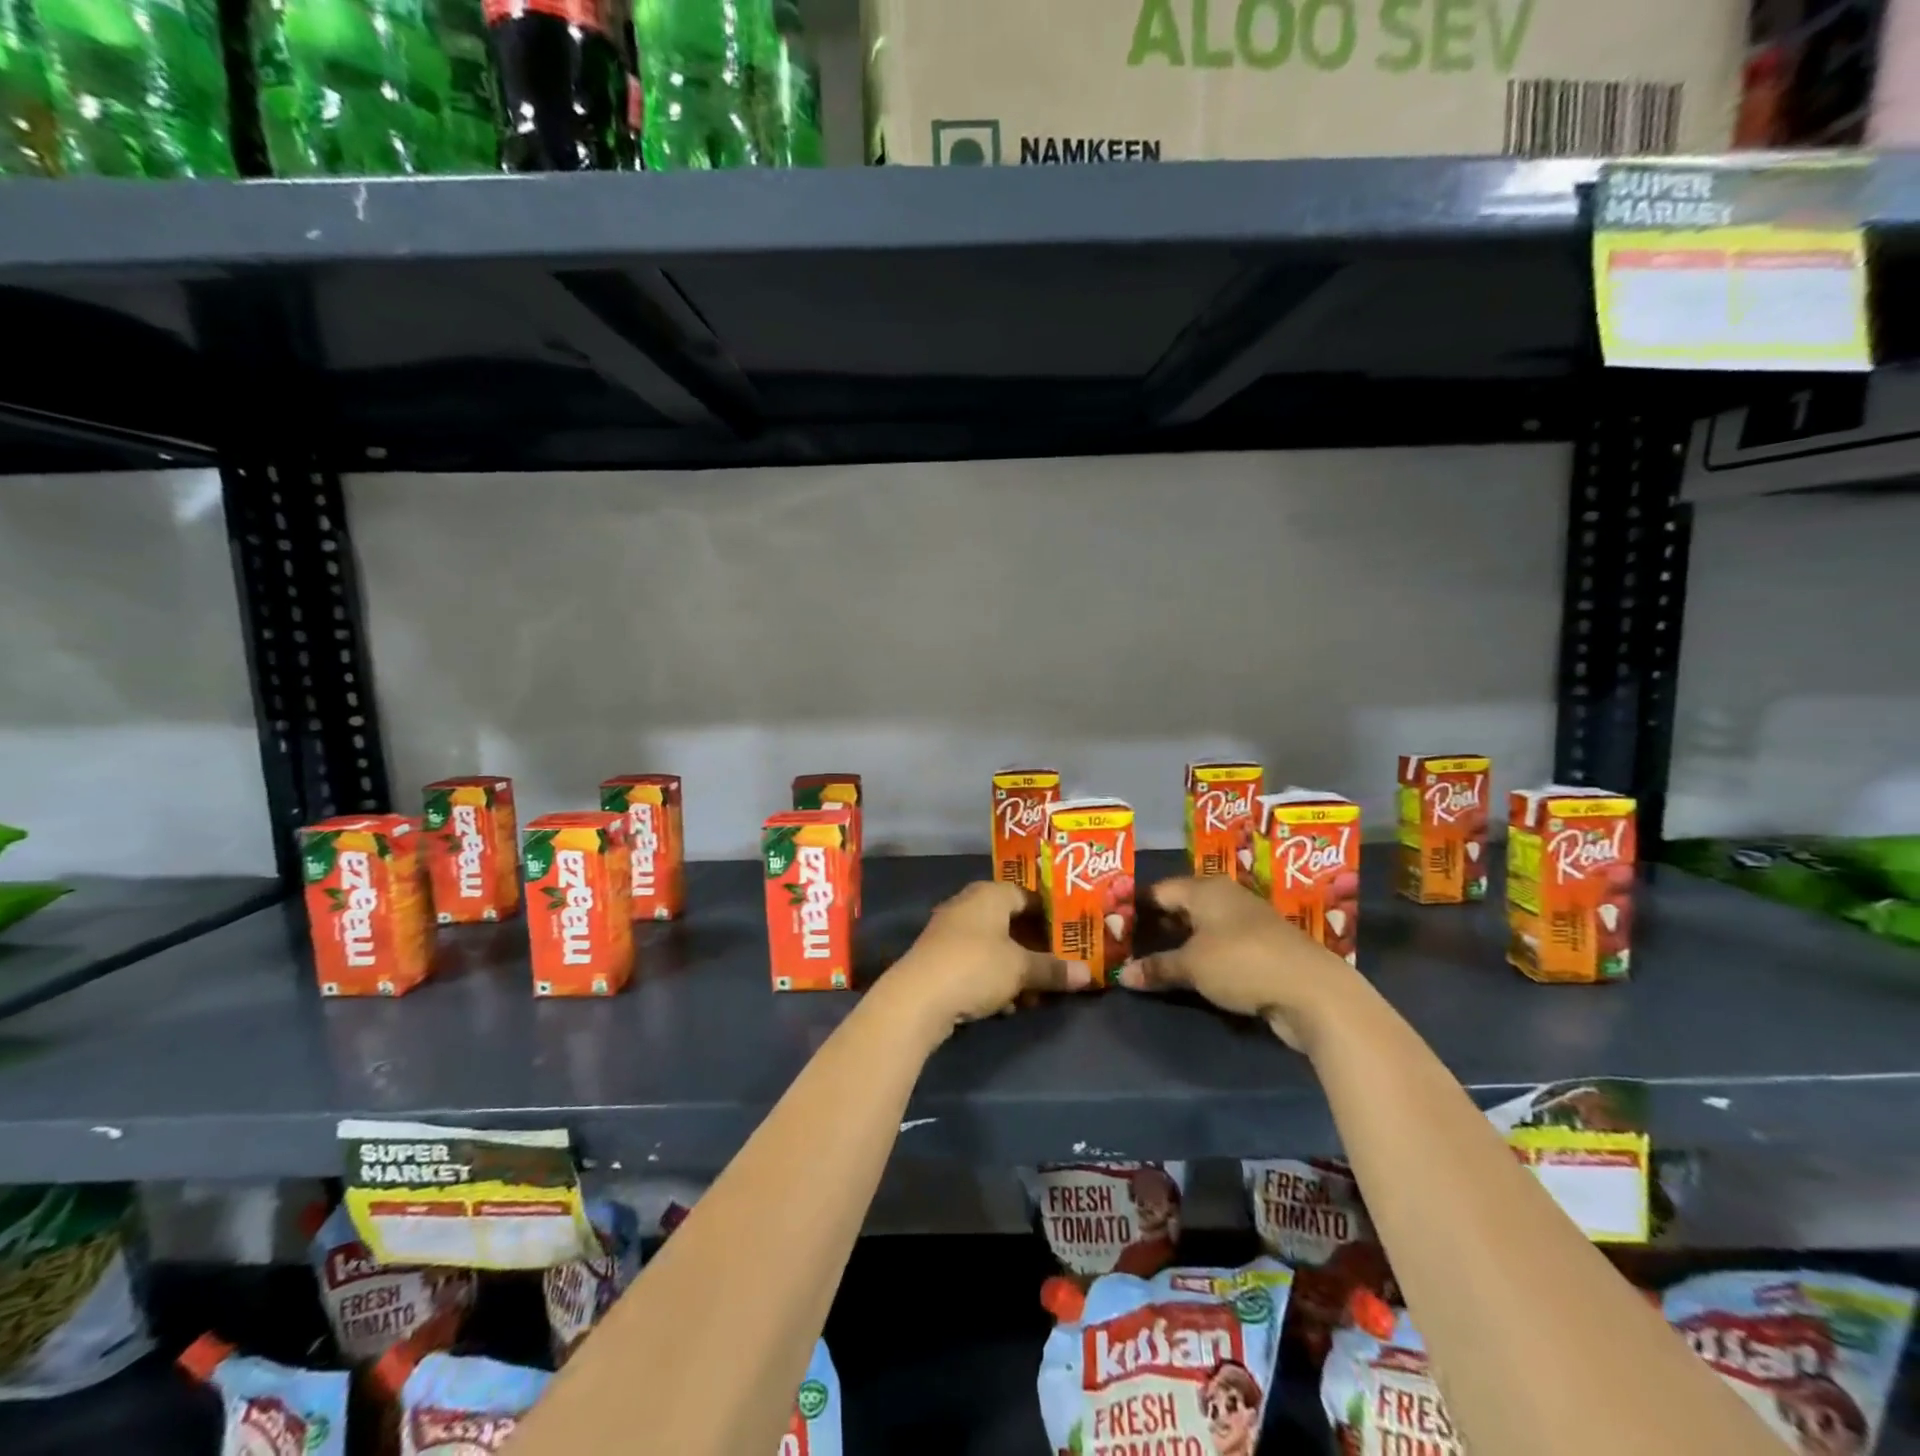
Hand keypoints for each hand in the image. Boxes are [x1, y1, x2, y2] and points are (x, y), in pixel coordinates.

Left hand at [884, 882, 1089, 1036]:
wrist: (917, 998)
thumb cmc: (976, 966)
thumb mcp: (1021, 969)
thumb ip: (1053, 969)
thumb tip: (1088, 974)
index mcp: (989, 894)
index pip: (1026, 895)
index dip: (1049, 916)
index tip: (1070, 937)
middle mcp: (968, 905)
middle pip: (1010, 923)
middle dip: (1033, 949)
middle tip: (1056, 969)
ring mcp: (949, 932)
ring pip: (993, 947)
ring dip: (1014, 970)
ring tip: (1034, 996)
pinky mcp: (939, 960)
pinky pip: (975, 965)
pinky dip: (992, 981)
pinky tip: (1005, 1006)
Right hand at [1117, 876, 1353, 1049]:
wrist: (1312, 991)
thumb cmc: (1242, 962)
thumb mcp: (1192, 966)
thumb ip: (1157, 967)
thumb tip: (1121, 975)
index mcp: (1205, 888)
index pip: (1159, 890)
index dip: (1136, 906)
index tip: (1114, 923)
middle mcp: (1225, 897)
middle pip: (1181, 906)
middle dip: (1156, 924)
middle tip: (1127, 943)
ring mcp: (1246, 922)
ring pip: (1201, 927)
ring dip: (1179, 942)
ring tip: (1150, 959)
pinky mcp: (1261, 949)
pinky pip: (1219, 946)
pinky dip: (1201, 956)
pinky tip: (1186, 972)